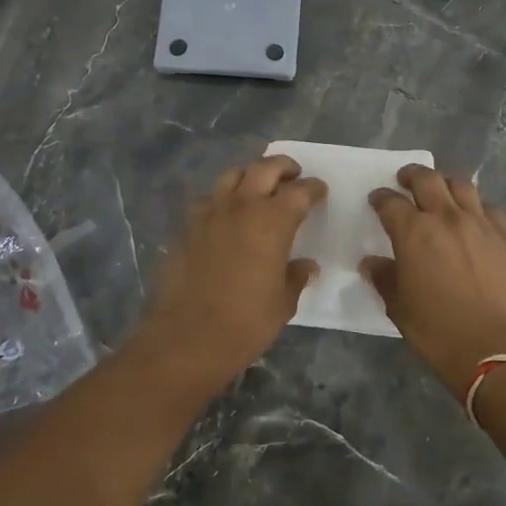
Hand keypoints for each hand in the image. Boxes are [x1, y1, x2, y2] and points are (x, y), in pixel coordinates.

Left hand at [136, 154, 326, 391]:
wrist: (187, 337)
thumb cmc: (245, 322)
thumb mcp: (283, 303)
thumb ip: (296, 276)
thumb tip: (306, 265)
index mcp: (272, 221)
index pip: (300, 191)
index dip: (313, 188)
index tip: (319, 191)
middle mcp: (241, 206)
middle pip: (264, 168)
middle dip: (283, 167)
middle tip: (293, 175)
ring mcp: (209, 213)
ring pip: (232, 176)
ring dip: (250, 175)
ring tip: (258, 188)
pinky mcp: (186, 227)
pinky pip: (208, 199)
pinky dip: (223, 198)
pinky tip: (226, 215)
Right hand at [363, 164, 505, 397]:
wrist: (496, 350)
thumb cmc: (438, 332)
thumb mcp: (399, 308)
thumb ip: (384, 278)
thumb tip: (372, 263)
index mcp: (414, 232)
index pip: (391, 202)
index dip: (380, 198)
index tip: (377, 200)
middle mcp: (447, 218)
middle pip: (427, 179)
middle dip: (412, 175)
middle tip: (405, 180)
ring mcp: (481, 224)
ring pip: (462, 186)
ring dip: (446, 184)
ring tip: (441, 192)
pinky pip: (491, 210)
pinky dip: (477, 208)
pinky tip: (474, 220)